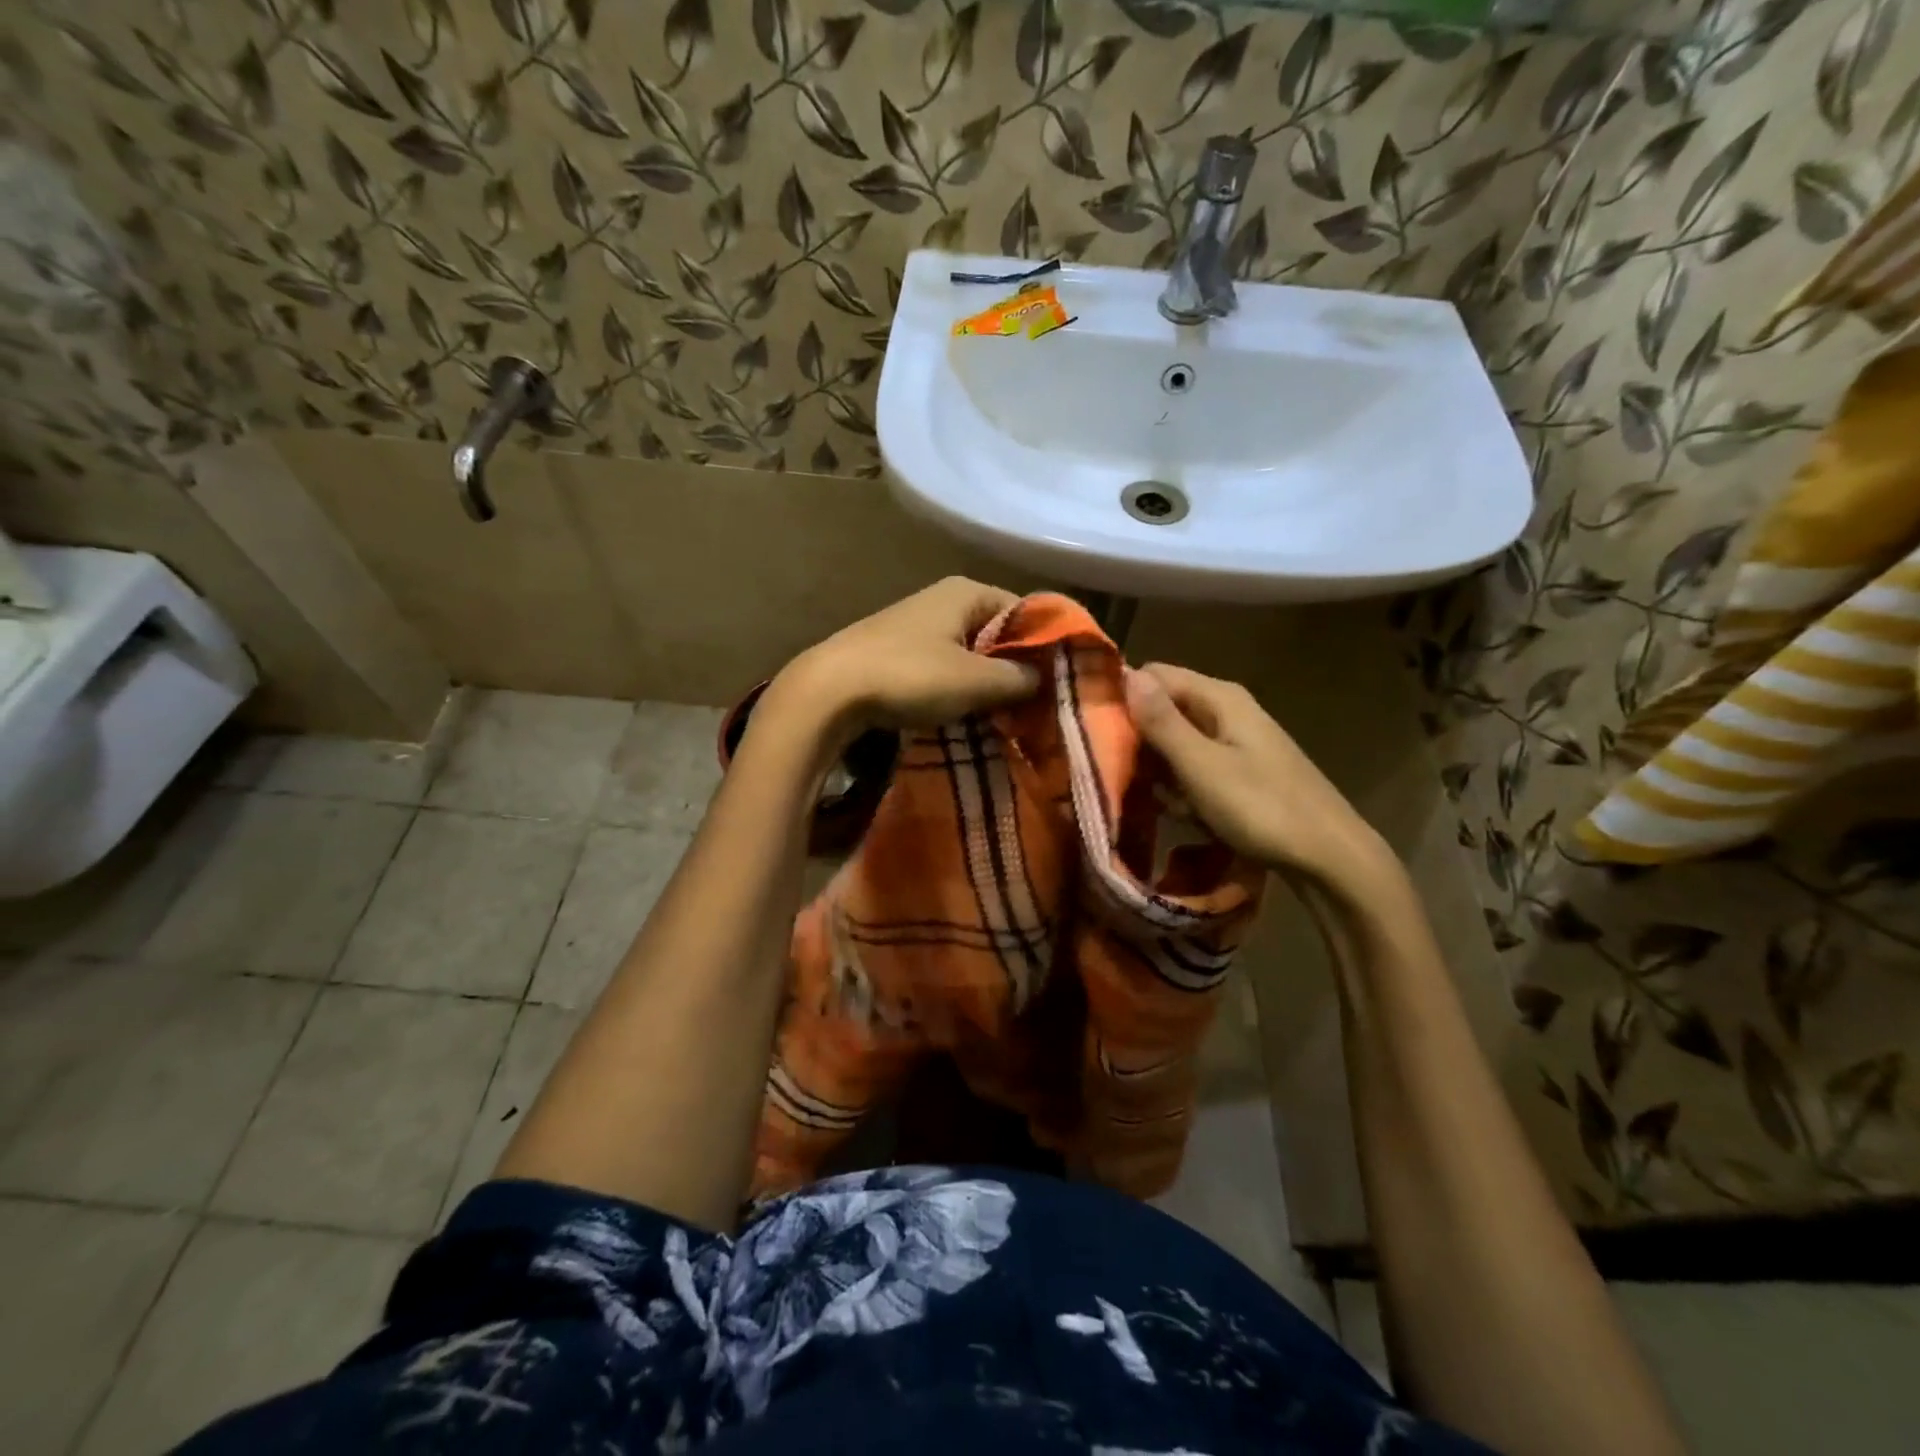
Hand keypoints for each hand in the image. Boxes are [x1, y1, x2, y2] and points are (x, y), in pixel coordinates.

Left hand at [772, 577, 1040, 737]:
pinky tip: (959, 713)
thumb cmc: (911, 676)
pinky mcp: (894, 651)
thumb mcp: (977, 681)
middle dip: (1014, 668)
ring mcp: (914, 624)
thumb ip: (1020, 678)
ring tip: (1001, 716)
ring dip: (984, 683)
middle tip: (1033, 706)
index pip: (1025, 611)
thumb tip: (1044, 680)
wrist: (829, 691)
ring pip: (968, 653)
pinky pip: (941, 667)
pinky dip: (955, 688)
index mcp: (966, 591)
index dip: (1045, 646)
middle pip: (996, 633)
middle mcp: (941, 599)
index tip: (1058, 683)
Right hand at [1125, 662, 1396, 899]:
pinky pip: (1196, 766)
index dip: (1122, 696)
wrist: (1330, 857)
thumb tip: (1124, 673)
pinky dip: (1183, 786)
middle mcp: (1227, 710)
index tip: (1094, 730)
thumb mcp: (1201, 766)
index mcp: (1219, 698)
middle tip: (1116, 772)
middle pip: (1165, 708)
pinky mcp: (1241, 771)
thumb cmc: (1261, 808)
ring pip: (1177, 741)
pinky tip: (1182, 812)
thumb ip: (1161, 721)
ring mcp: (1237, 742)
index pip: (1154, 674)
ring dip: (1159, 768)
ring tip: (1150, 798)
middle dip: (1138, 738)